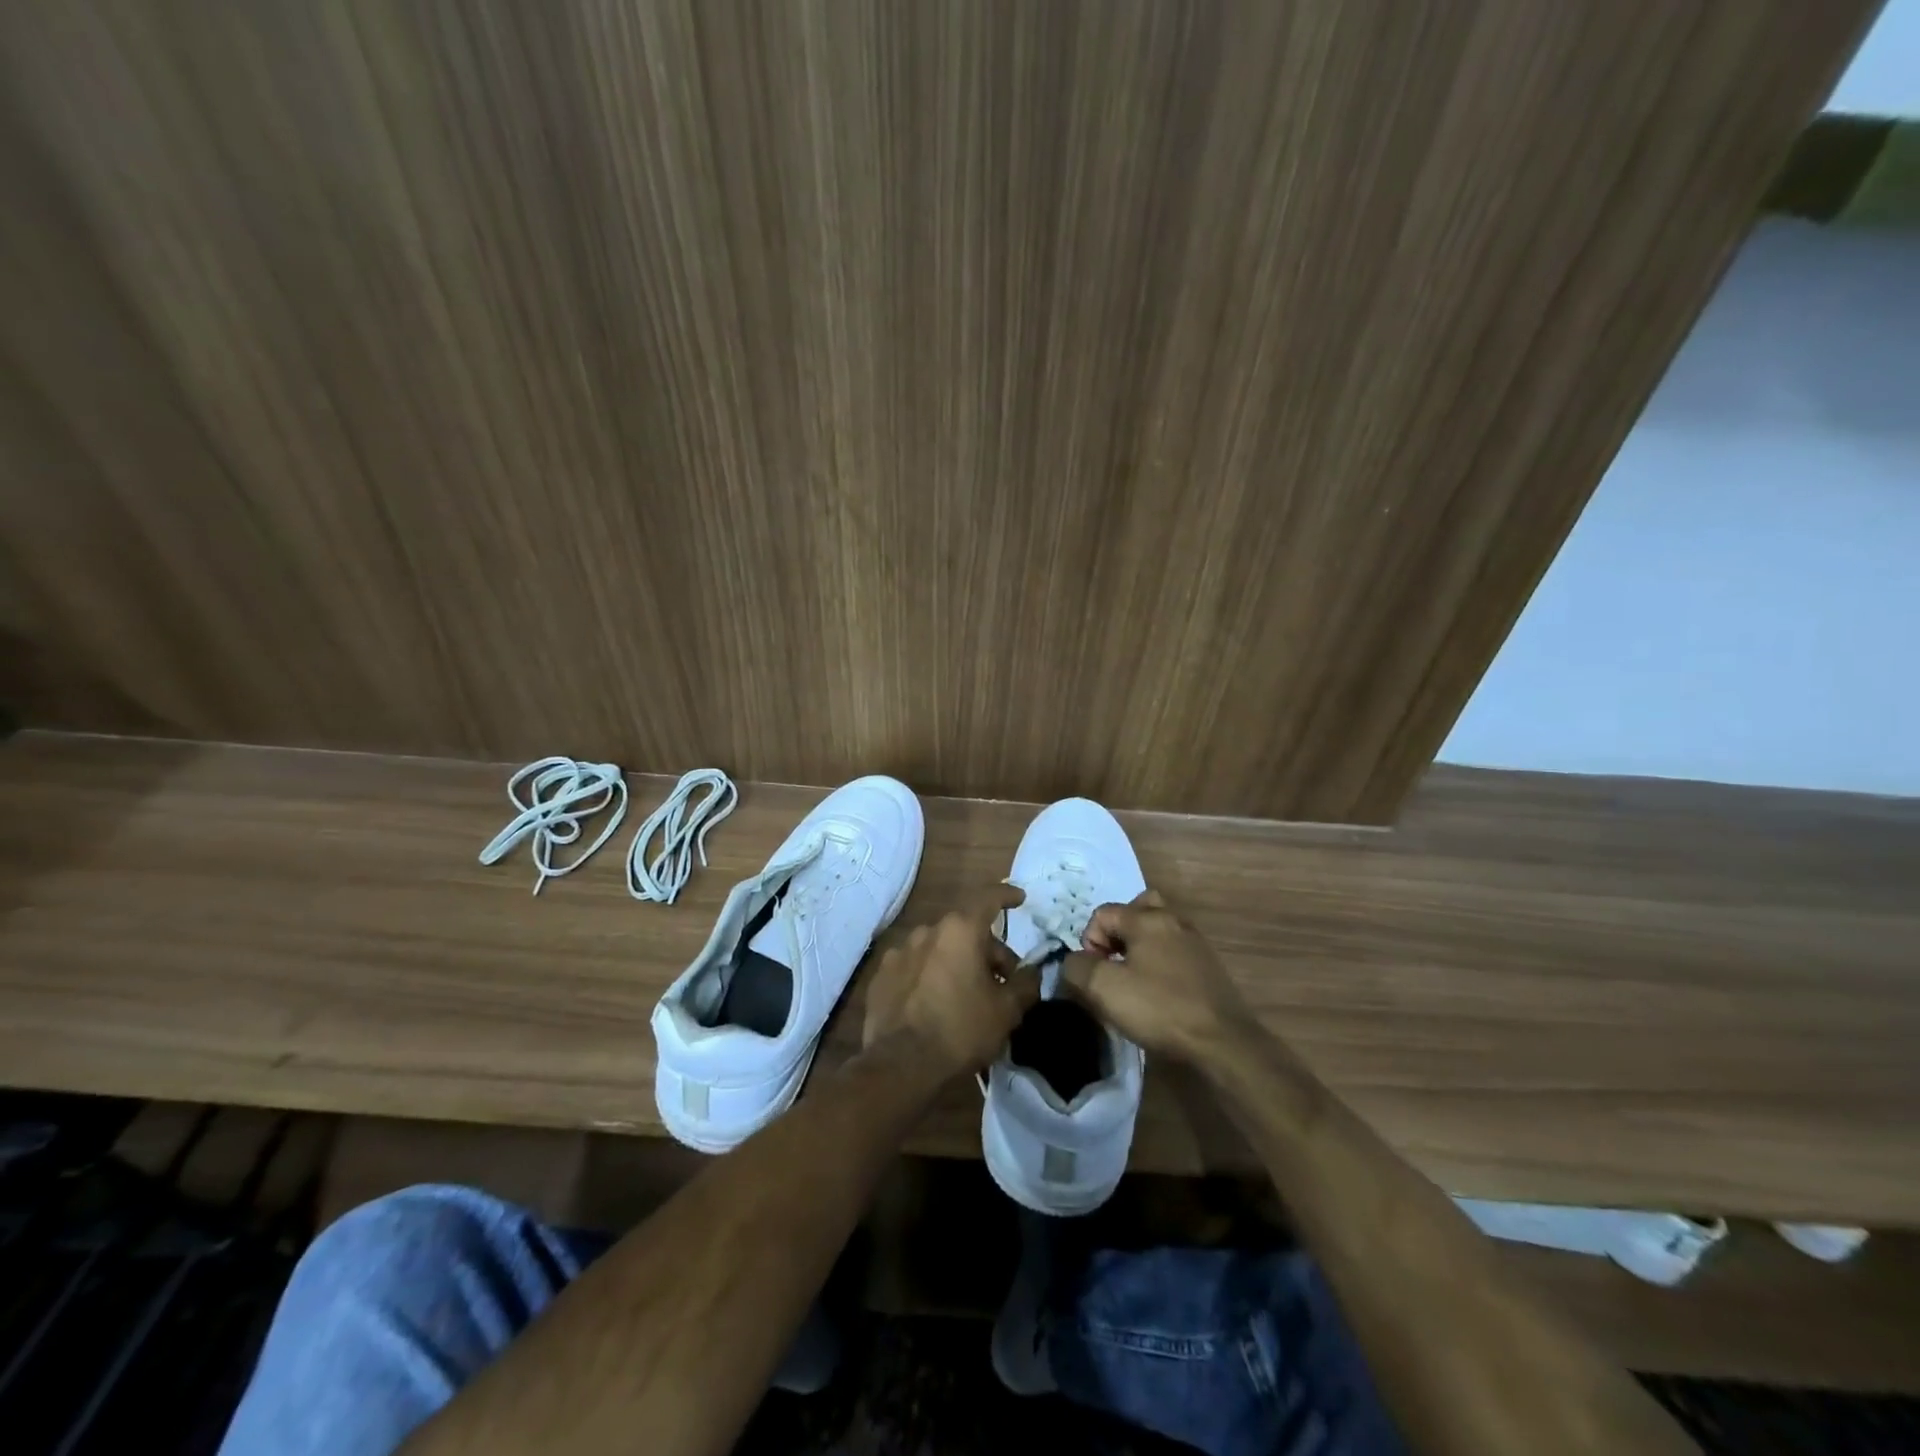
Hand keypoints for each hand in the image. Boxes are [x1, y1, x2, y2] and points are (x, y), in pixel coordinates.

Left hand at [863, 886, 1040, 1075]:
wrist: (901, 1065)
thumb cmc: (961, 1030)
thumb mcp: (1007, 1011)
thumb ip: (1025, 984)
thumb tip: (1031, 971)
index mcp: (960, 930)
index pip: (989, 898)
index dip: (1007, 896)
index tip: (1019, 899)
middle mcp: (928, 931)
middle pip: (965, 929)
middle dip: (987, 950)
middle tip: (1001, 982)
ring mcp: (900, 951)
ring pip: (938, 948)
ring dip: (956, 962)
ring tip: (966, 995)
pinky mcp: (882, 975)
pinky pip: (914, 967)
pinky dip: (929, 976)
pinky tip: (934, 1004)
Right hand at [1060, 891, 1256, 1063]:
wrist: (1223, 1041)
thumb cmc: (1159, 1008)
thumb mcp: (1104, 989)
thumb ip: (1078, 967)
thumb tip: (1075, 962)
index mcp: (1146, 919)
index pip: (1103, 913)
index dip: (1089, 941)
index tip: (1095, 973)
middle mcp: (1173, 920)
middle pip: (1137, 908)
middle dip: (1118, 932)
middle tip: (1114, 961)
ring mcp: (1195, 942)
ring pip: (1159, 928)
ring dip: (1140, 945)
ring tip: (1133, 976)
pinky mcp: (1208, 965)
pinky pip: (1174, 949)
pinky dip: (1160, 960)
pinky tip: (1158, 990)